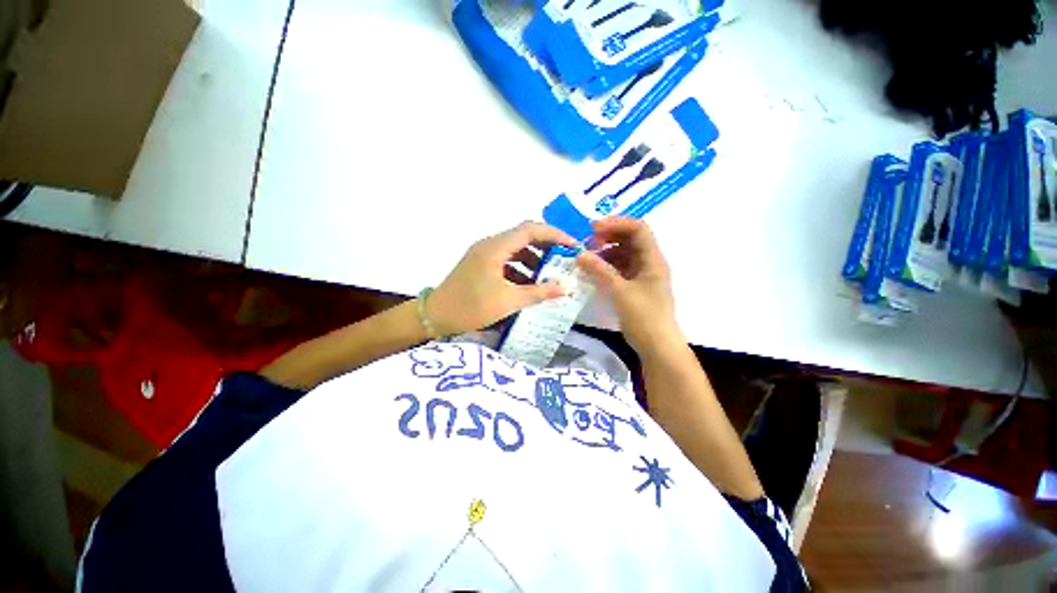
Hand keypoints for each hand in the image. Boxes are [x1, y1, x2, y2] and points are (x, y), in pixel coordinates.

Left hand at [427, 222, 576, 335]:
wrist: (435, 316)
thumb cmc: (471, 307)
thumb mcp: (509, 301)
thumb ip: (539, 292)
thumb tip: (566, 288)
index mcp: (495, 247)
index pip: (530, 229)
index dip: (554, 234)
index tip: (572, 246)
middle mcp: (490, 244)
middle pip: (524, 236)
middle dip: (546, 246)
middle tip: (564, 259)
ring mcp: (484, 254)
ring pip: (516, 249)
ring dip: (534, 259)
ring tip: (549, 275)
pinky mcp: (481, 264)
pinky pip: (507, 260)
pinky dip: (521, 268)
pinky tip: (529, 284)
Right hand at [576, 218, 682, 353]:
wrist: (657, 346)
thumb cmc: (644, 317)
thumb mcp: (620, 292)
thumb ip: (600, 271)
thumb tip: (579, 254)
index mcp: (652, 259)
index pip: (638, 229)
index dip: (616, 224)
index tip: (593, 230)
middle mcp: (649, 263)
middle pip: (630, 239)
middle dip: (608, 237)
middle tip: (587, 243)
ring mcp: (642, 275)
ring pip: (623, 254)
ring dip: (605, 252)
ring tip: (586, 258)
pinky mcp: (634, 286)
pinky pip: (619, 269)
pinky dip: (606, 267)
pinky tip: (592, 271)